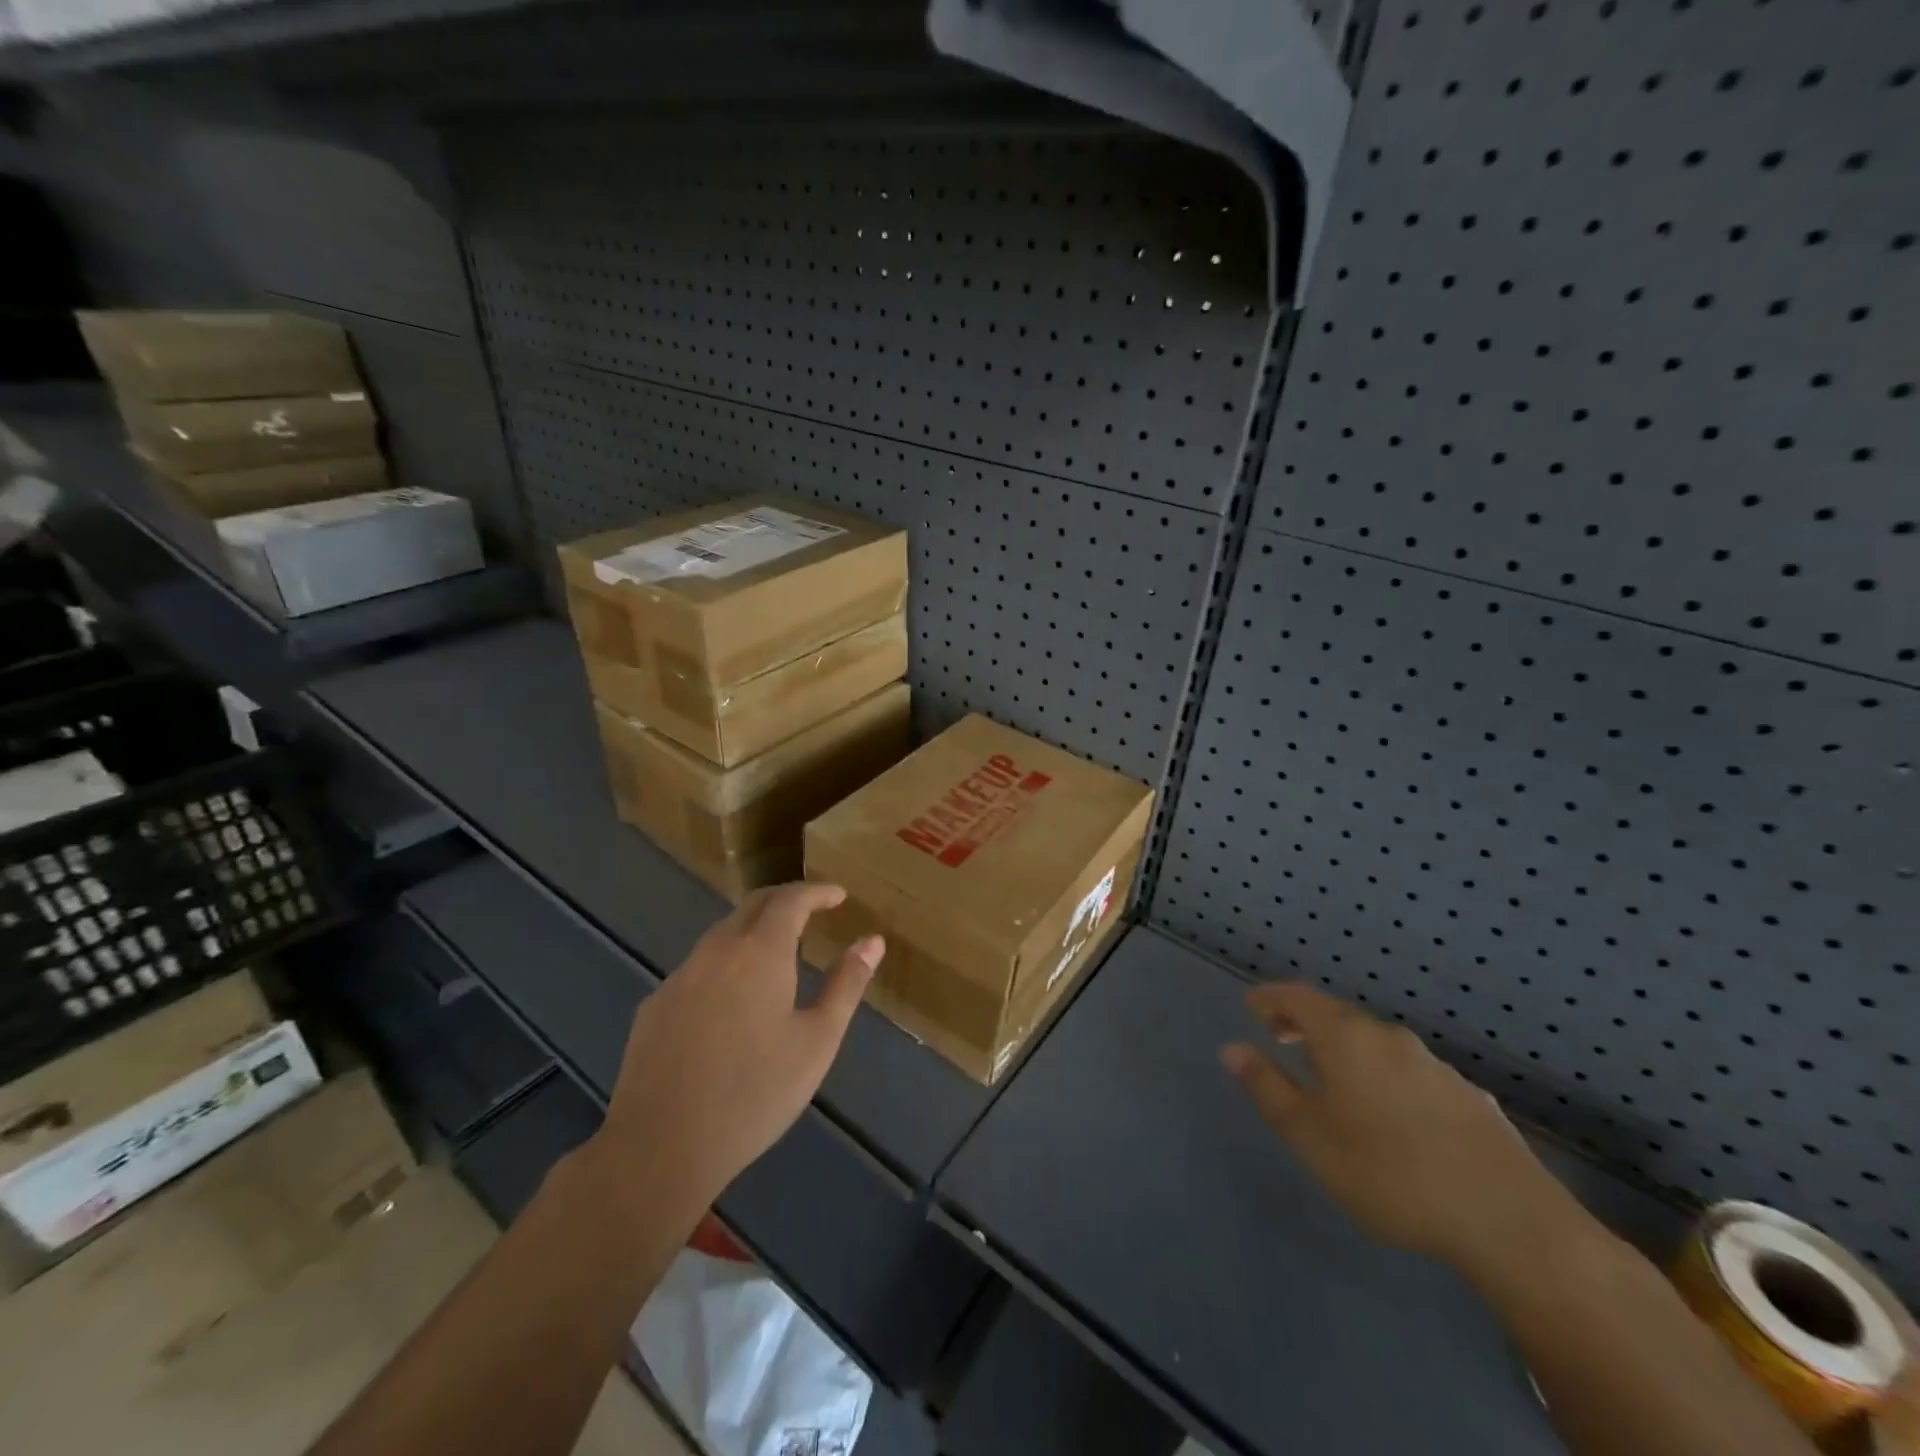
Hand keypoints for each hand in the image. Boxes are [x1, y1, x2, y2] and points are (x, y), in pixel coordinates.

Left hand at [589, 883, 883, 1213]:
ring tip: (777, 954)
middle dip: (785, 901)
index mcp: (760, 951)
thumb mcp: (817, 1041)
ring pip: (721, 935)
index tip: (838, 896)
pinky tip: (730, 1002)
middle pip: (752, 906)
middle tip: (812, 911)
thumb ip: (846, 984)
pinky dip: (724, 964)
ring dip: (753, 931)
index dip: (817, 892)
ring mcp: (680, 977)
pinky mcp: (654, 1006)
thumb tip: (873, 941)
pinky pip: (697, 968)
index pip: (790, 900)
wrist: (660, 1147)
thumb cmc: (754, 1093)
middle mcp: (716, 950)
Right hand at [1221, 983, 1588, 1276]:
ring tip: (1330, 1077)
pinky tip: (1389, 1112)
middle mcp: (1389, 1038)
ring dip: (1345, 1050)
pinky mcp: (1469, 1098)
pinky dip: (1382, 1075)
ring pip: (1376, 1044)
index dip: (1272, 997)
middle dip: (1305, 1022)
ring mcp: (1435, 1066)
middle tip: (1281, 1037)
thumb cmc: (1389, 1171)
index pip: (1299, 997)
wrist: (1510, 1221)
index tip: (1251, 1003)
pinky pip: (1409, 1072)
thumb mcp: (1310, 1135)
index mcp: (1347, 1038)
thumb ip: (1268, 1088)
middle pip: (1338, 1016)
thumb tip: (1232, 1049)